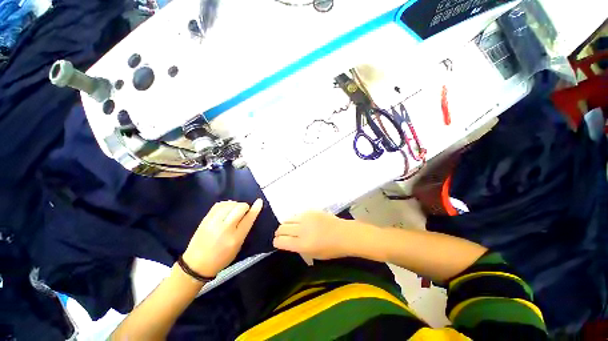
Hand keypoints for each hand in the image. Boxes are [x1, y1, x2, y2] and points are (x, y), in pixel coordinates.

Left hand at [182, 199, 262, 276]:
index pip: (248, 218)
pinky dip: (226, 204)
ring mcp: (213, 222)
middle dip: (245, 206)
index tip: (259, 201)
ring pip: (230, 204)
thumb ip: (244, 230)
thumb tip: (250, 214)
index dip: (255, 208)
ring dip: (236, 204)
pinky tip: (227, 207)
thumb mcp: (238, 247)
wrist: (196, 265)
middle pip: (239, 208)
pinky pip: (219, 204)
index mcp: (235, 238)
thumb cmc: (221, 258)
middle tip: (244, 211)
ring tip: (235, 210)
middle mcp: (225, 228)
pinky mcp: (205, 219)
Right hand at [273, 211, 357, 259]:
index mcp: (302, 244)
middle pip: (282, 228)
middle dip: (279, 232)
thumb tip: (288, 241)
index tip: (277, 242)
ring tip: (289, 227)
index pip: (281, 241)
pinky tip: (300, 222)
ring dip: (286, 224)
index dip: (276, 242)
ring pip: (288, 219)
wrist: (344, 234)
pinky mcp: (311, 211)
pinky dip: (295, 219)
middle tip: (281, 235)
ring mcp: (306, 218)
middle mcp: (302, 229)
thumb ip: (298, 248)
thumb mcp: (313, 255)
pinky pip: (297, 214)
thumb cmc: (331, 249)